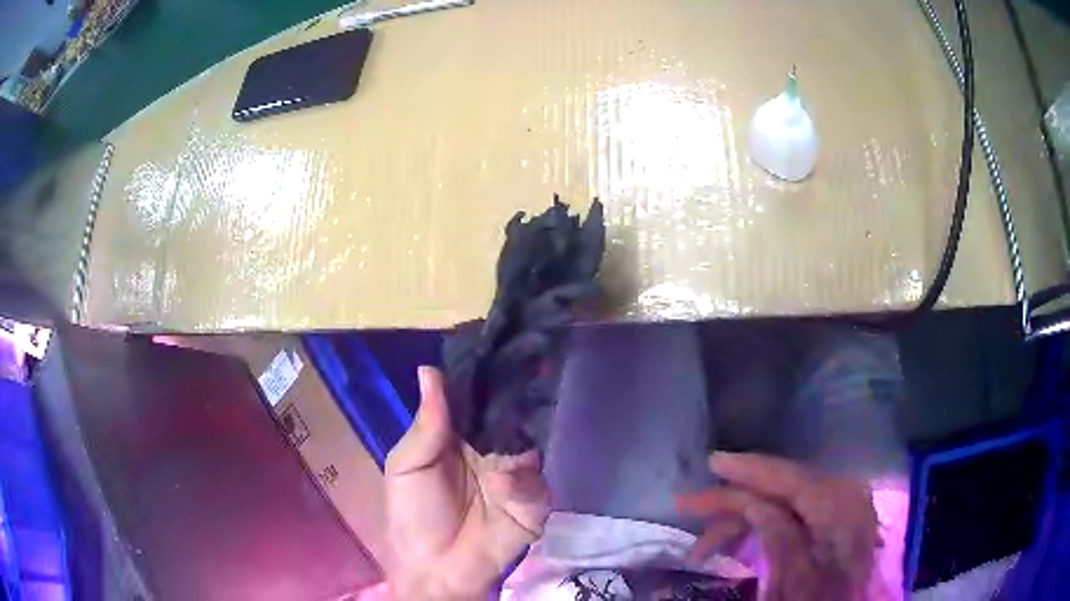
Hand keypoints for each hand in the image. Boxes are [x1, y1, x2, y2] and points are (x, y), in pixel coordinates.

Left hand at [384, 367, 550, 599]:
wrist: (436, 568)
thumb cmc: (413, 515)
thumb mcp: (407, 467)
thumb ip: (427, 424)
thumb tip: (430, 369)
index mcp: (460, 438)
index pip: (480, 400)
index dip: (489, 377)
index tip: (502, 343)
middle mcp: (492, 449)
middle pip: (511, 416)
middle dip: (519, 397)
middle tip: (527, 365)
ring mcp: (516, 475)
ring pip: (530, 444)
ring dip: (522, 440)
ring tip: (516, 428)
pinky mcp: (534, 502)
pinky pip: (535, 483)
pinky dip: (520, 483)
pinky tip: (501, 487)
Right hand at [678, 452, 879, 600]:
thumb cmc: (826, 600)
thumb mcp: (798, 581)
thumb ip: (780, 539)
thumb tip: (753, 503)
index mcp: (840, 511)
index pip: (790, 478)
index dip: (749, 469)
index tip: (713, 462)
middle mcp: (843, 497)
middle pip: (781, 488)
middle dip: (734, 500)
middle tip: (689, 507)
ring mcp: (841, 505)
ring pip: (783, 501)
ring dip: (743, 518)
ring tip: (704, 546)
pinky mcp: (834, 517)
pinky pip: (793, 511)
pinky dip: (764, 524)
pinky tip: (739, 540)